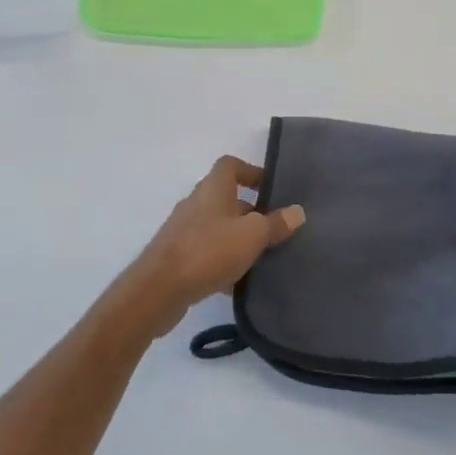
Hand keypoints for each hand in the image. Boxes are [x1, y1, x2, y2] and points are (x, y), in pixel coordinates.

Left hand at [118, 156, 305, 336]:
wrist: (158, 290)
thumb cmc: (208, 250)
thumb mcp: (252, 235)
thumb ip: (275, 223)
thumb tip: (297, 212)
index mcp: (213, 188)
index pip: (231, 165)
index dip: (252, 172)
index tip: (273, 189)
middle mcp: (196, 203)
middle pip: (227, 198)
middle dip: (252, 212)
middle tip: (276, 229)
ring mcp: (184, 230)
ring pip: (218, 227)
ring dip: (238, 239)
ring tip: (262, 257)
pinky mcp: (177, 256)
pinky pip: (207, 252)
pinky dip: (223, 262)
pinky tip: (238, 283)